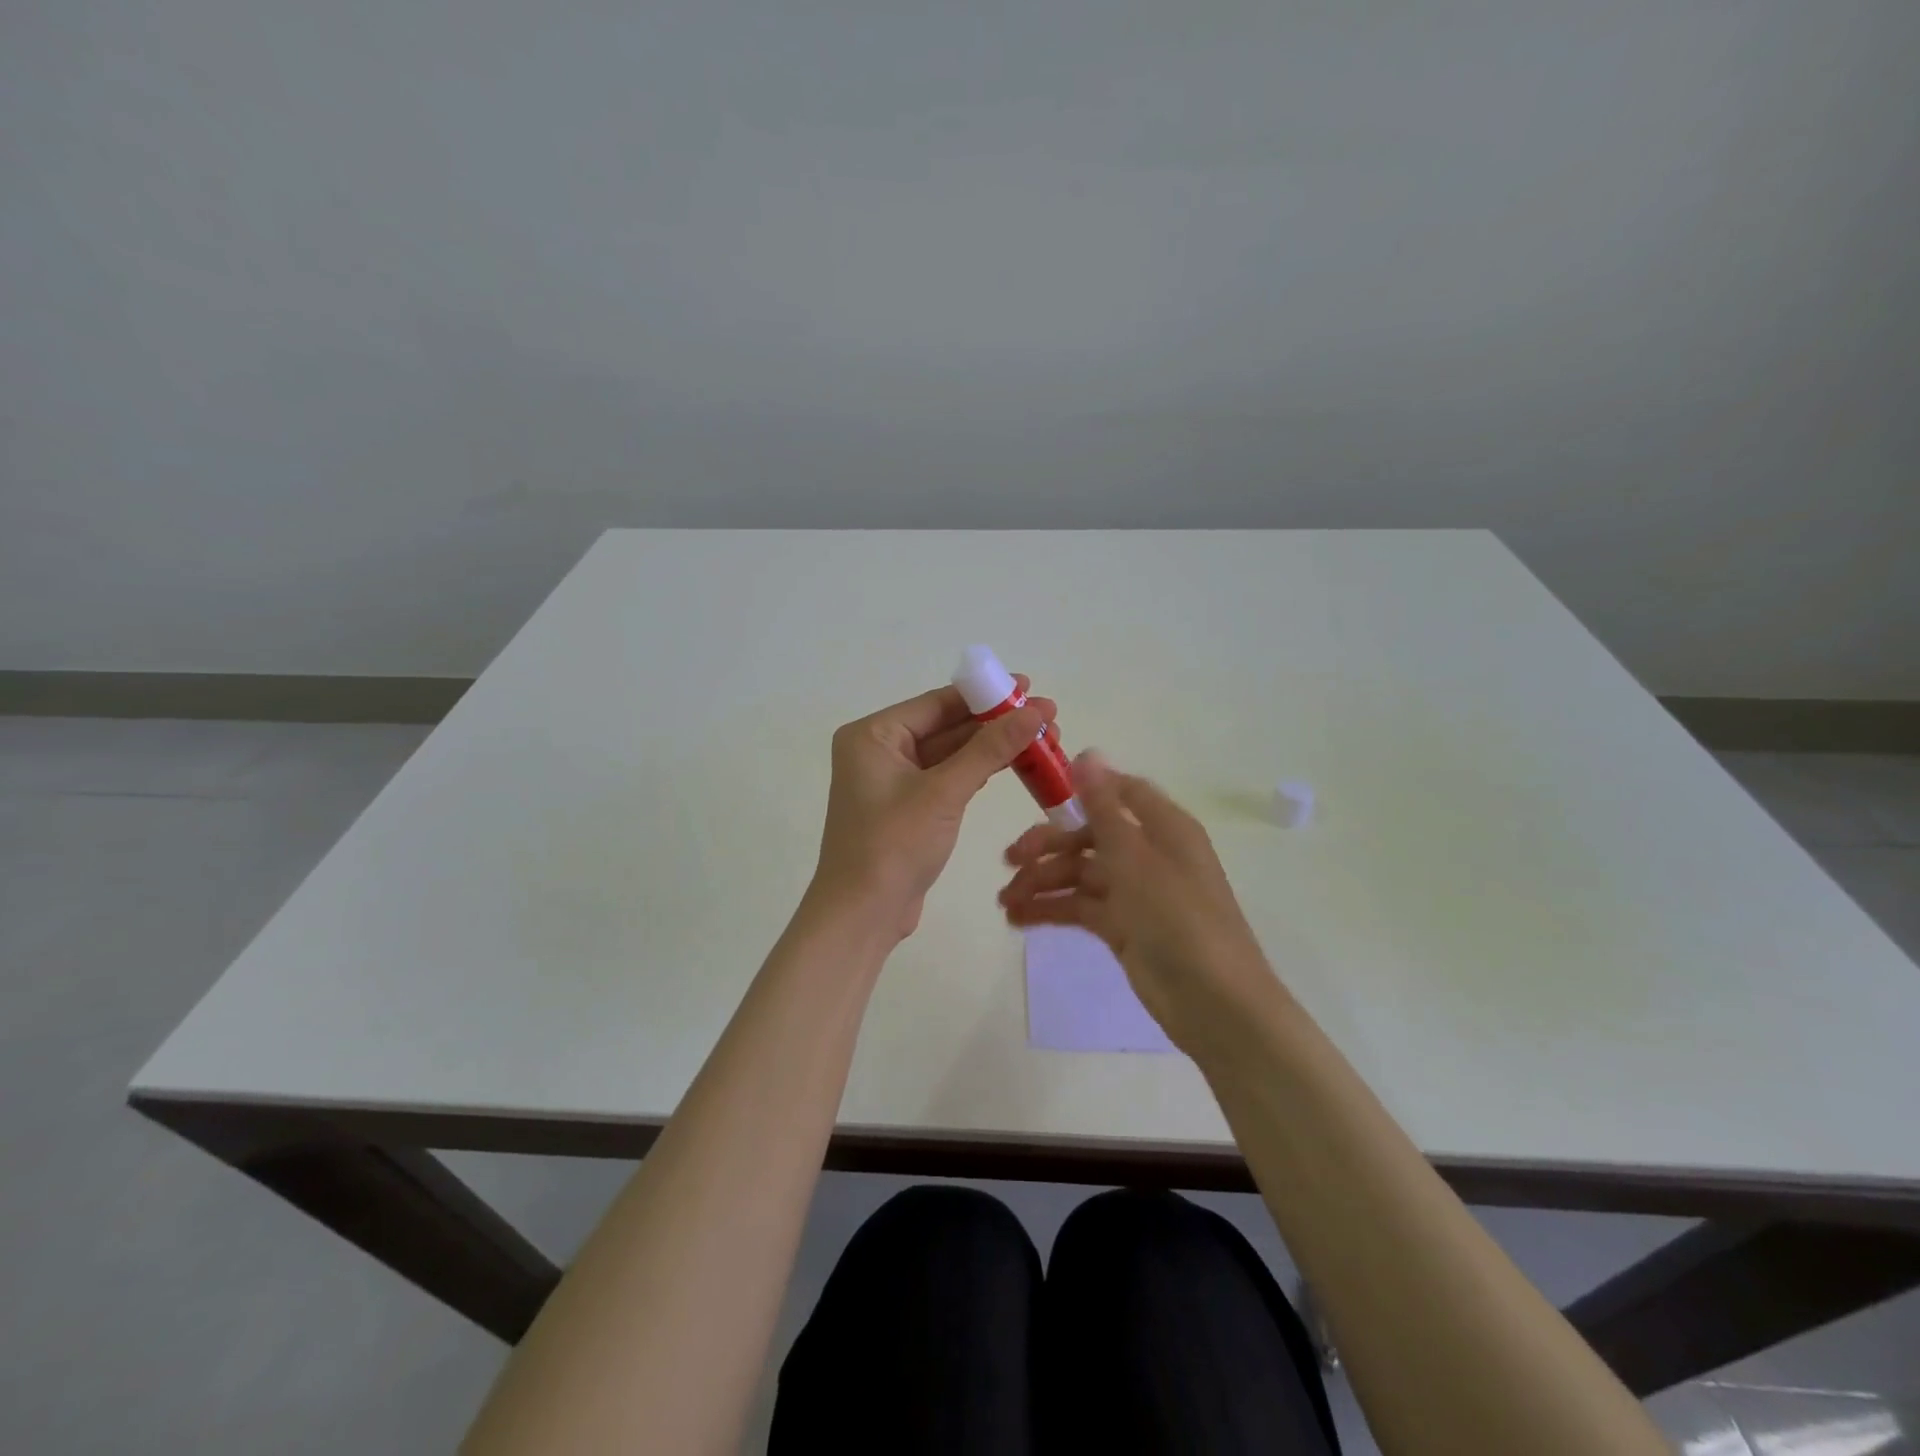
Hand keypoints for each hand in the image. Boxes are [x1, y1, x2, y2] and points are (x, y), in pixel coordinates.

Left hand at [813, 678, 1054, 940]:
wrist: (862, 916)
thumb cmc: (893, 845)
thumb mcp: (944, 792)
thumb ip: (990, 749)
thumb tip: (1035, 711)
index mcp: (873, 735)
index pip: (937, 703)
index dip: (985, 694)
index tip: (1029, 686)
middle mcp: (879, 750)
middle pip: (946, 726)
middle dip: (996, 723)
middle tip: (1047, 716)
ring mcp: (893, 780)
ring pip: (951, 753)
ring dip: (993, 748)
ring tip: (1044, 738)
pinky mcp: (908, 807)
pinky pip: (948, 778)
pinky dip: (978, 771)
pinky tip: (1015, 763)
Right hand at [998, 751, 1286, 1056]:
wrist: (1213, 1002)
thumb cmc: (1177, 917)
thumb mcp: (1135, 857)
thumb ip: (1105, 807)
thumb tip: (1087, 753)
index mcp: (1164, 827)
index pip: (1122, 792)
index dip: (1083, 790)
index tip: (1041, 796)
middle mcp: (1149, 854)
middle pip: (1091, 836)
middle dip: (1048, 846)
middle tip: (1009, 860)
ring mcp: (1135, 893)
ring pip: (1081, 874)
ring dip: (1043, 882)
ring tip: (1004, 902)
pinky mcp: (1123, 928)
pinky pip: (1081, 907)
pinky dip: (1052, 910)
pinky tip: (1019, 918)